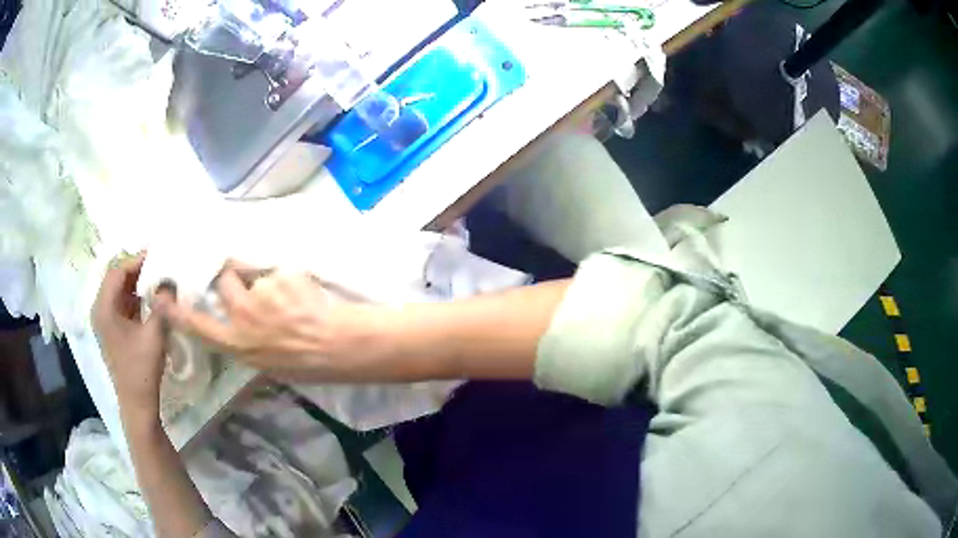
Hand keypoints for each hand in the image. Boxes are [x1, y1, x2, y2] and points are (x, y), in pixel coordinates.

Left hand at [92, 253, 166, 423]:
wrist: (137, 403)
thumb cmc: (142, 369)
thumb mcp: (154, 334)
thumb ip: (162, 304)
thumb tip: (171, 278)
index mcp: (104, 308)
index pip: (117, 271)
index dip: (136, 260)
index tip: (157, 254)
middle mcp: (100, 309)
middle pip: (116, 278)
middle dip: (137, 269)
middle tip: (159, 264)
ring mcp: (104, 320)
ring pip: (119, 290)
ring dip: (136, 283)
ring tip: (157, 277)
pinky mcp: (111, 330)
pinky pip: (121, 303)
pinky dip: (134, 297)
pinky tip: (150, 298)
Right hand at [158, 262, 382, 381]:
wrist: (342, 345)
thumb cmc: (308, 364)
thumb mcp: (267, 364)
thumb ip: (244, 341)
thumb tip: (234, 324)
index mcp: (238, 345)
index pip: (197, 325)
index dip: (177, 310)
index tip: (161, 295)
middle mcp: (241, 317)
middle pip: (222, 280)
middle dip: (231, 277)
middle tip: (250, 285)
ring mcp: (260, 293)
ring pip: (248, 269)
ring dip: (260, 276)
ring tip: (285, 292)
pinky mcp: (280, 274)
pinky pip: (275, 268)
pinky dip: (285, 275)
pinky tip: (302, 291)